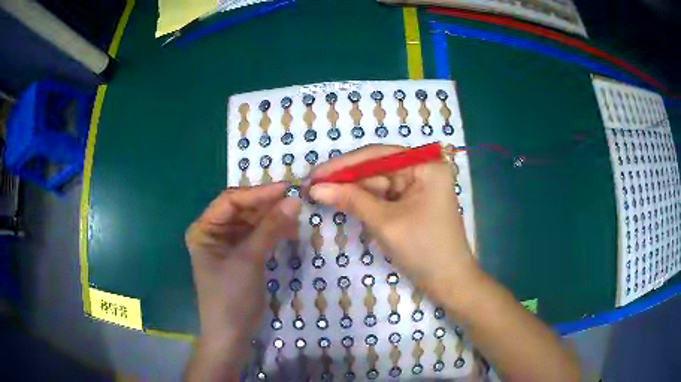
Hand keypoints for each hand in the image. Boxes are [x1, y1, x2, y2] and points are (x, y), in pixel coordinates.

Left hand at [185, 183, 299, 376]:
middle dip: (267, 206)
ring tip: (296, 218)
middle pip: (242, 210)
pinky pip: (258, 236)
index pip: (230, 201)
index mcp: (205, 229)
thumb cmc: (231, 295)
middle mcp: (214, 232)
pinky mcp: (242, 255)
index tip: (286, 189)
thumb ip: (270, 228)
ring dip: (273, 219)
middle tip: (295, 202)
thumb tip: (294, 200)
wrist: (232, 333)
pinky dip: (273, 233)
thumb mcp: (248, 259)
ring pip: (252, 222)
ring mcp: (228, 244)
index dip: (257, 193)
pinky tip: (290, 231)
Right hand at [308, 145, 478, 294]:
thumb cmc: (424, 249)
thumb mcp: (385, 222)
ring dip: (351, 190)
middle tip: (312, 186)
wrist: (448, 281)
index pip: (378, 155)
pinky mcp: (411, 203)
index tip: (314, 174)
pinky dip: (363, 201)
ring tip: (320, 194)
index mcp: (425, 166)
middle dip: (345, 178)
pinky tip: (341, 201)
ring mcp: (417, 187)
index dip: (343, 164)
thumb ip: (351, 200)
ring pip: (377, 183)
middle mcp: (422, 170)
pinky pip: (383, 197)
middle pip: (376, 168)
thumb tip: (316, 188)